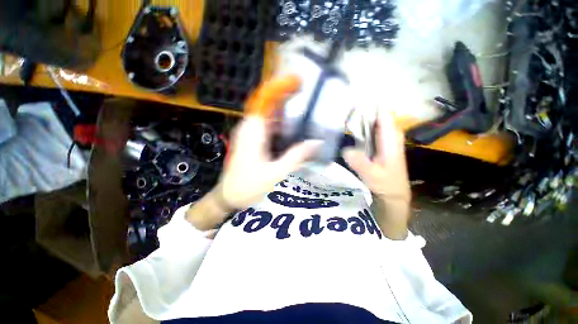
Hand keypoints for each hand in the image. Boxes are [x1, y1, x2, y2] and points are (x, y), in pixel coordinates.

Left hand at [187, 76, 320, 229]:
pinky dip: (279, 122)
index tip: (296, 81)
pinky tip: (292, 127)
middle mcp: (249, 127)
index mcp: (253, 131)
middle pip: (267, 104)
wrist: (228, 196)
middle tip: (305, 92)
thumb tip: (316, 143)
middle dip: (285, 95)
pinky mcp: (251, 140)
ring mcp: (249, 133)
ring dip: (283, 109)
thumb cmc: (248, 186)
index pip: (264, 100)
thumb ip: (295, 156)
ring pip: (267, 114)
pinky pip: (267, 125)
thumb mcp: (275, 173)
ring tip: (302, 106)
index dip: (279, 87)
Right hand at [342, 111, 410, 238]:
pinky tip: (348, 128)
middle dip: (359, 109)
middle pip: (375, 113)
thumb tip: (344, 149)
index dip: (368, 104)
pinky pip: (370, 129)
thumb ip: (359, 162)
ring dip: (358, 117)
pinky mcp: (380, 142)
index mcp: (390, 137)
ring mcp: (385, 137)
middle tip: (340, 109)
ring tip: (341, 116)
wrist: (393, 192)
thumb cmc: (386, 183)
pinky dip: (360, 126)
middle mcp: (389, 133)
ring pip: (372, 120)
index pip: (381, 111)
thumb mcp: (372, 175)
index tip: (350, 99)